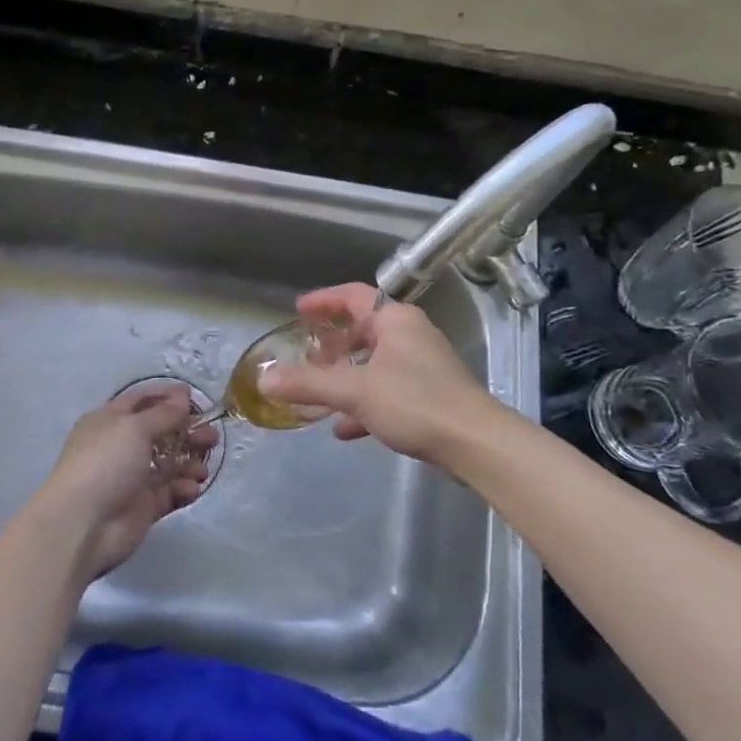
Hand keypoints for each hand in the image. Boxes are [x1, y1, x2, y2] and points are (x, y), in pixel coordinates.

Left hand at [39, 384, 215, 582]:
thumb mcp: (134, 428)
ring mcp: (132, 478)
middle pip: (161, 432)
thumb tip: (182, 397)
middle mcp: (120, 447)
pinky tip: (192, 488)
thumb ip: (163, 414)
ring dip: (190, 462)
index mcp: (110, 421)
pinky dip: (183, 489)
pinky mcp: (143, 507)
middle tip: (211, 436)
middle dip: (188, 432)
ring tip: (204, 468)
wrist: (82, 525)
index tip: (195, 399)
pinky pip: (169, 492)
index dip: (167, 397)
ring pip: (169, 464)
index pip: (141, 401)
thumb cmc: (105, 463)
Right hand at [261, 284, 505, 468]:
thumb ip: (308, 384)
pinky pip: (387, 391)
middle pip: (364, 330)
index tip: (299, 310)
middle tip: (306, 357)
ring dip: (345, 377)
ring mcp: (422, 366)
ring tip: (317, 393)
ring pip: (374, 363)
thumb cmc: (415, 402)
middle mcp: (410, 335)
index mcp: (396, 320)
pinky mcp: (429, 396)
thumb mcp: (355, 390)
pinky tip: (344, 428)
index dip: (324, 301)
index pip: (354, 296)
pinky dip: (363, 403)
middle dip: (333, 345)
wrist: (475, 444)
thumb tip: (264, 380)